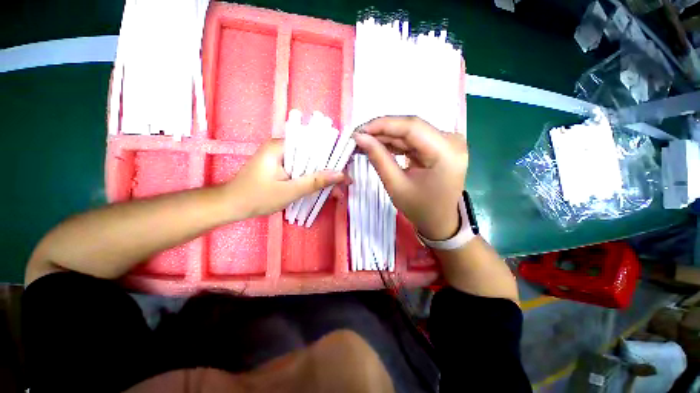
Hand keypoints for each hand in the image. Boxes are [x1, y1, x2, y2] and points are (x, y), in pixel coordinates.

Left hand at [223, 139, 347, 218]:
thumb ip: (314, 181)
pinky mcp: (281, 166)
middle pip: (313, 155)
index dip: (332, 155)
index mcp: (281, 146)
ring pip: (309, 164)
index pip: (313, 143)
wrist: (231, 206)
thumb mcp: (289, 191)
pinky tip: (323, 190)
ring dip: (322, 177)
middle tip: (344, 183)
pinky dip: (312, 179)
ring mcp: (281, 157)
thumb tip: (340, 174)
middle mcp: (282, 147)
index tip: (345, 168)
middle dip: (329, 170)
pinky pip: (302, 170)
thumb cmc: (256, 197)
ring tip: (337, 191)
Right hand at [353, 116, 467, 239]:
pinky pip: (414, 139)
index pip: (411, 127)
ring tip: (365, 142)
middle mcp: (451, 140)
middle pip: (411, 127)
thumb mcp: (396, 185)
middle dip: (382, 131)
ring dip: (387, 136)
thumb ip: (379, 158)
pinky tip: (380, 146)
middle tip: (358, 137)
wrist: (440, 221)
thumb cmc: (420, 208)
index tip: (359, 130)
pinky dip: (396, 143)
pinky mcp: (441, 145)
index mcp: (446, 152)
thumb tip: (360, 138)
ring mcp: (448, 141)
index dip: (383, 125)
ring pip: (410, 131)